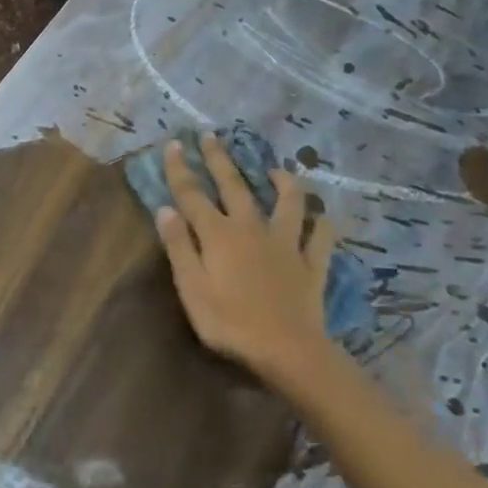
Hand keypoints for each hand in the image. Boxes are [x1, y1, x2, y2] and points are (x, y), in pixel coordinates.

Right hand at [154, 136, 336, 387]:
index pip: (192, 194)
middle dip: (220, 160)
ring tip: (277, 170)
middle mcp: (251, 229)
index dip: (180, 168)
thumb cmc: (229, 322)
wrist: (288, 351)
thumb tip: (166, 208)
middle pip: (234, 186)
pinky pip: (320, 237)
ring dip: (283, 183)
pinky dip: (321, 224)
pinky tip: (322, 217)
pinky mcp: (311, 264)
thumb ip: (178, 246)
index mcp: (218, 234)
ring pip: (288, 203)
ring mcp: (285, 244)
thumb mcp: (191, 288)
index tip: (174, 144)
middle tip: (212, 136)